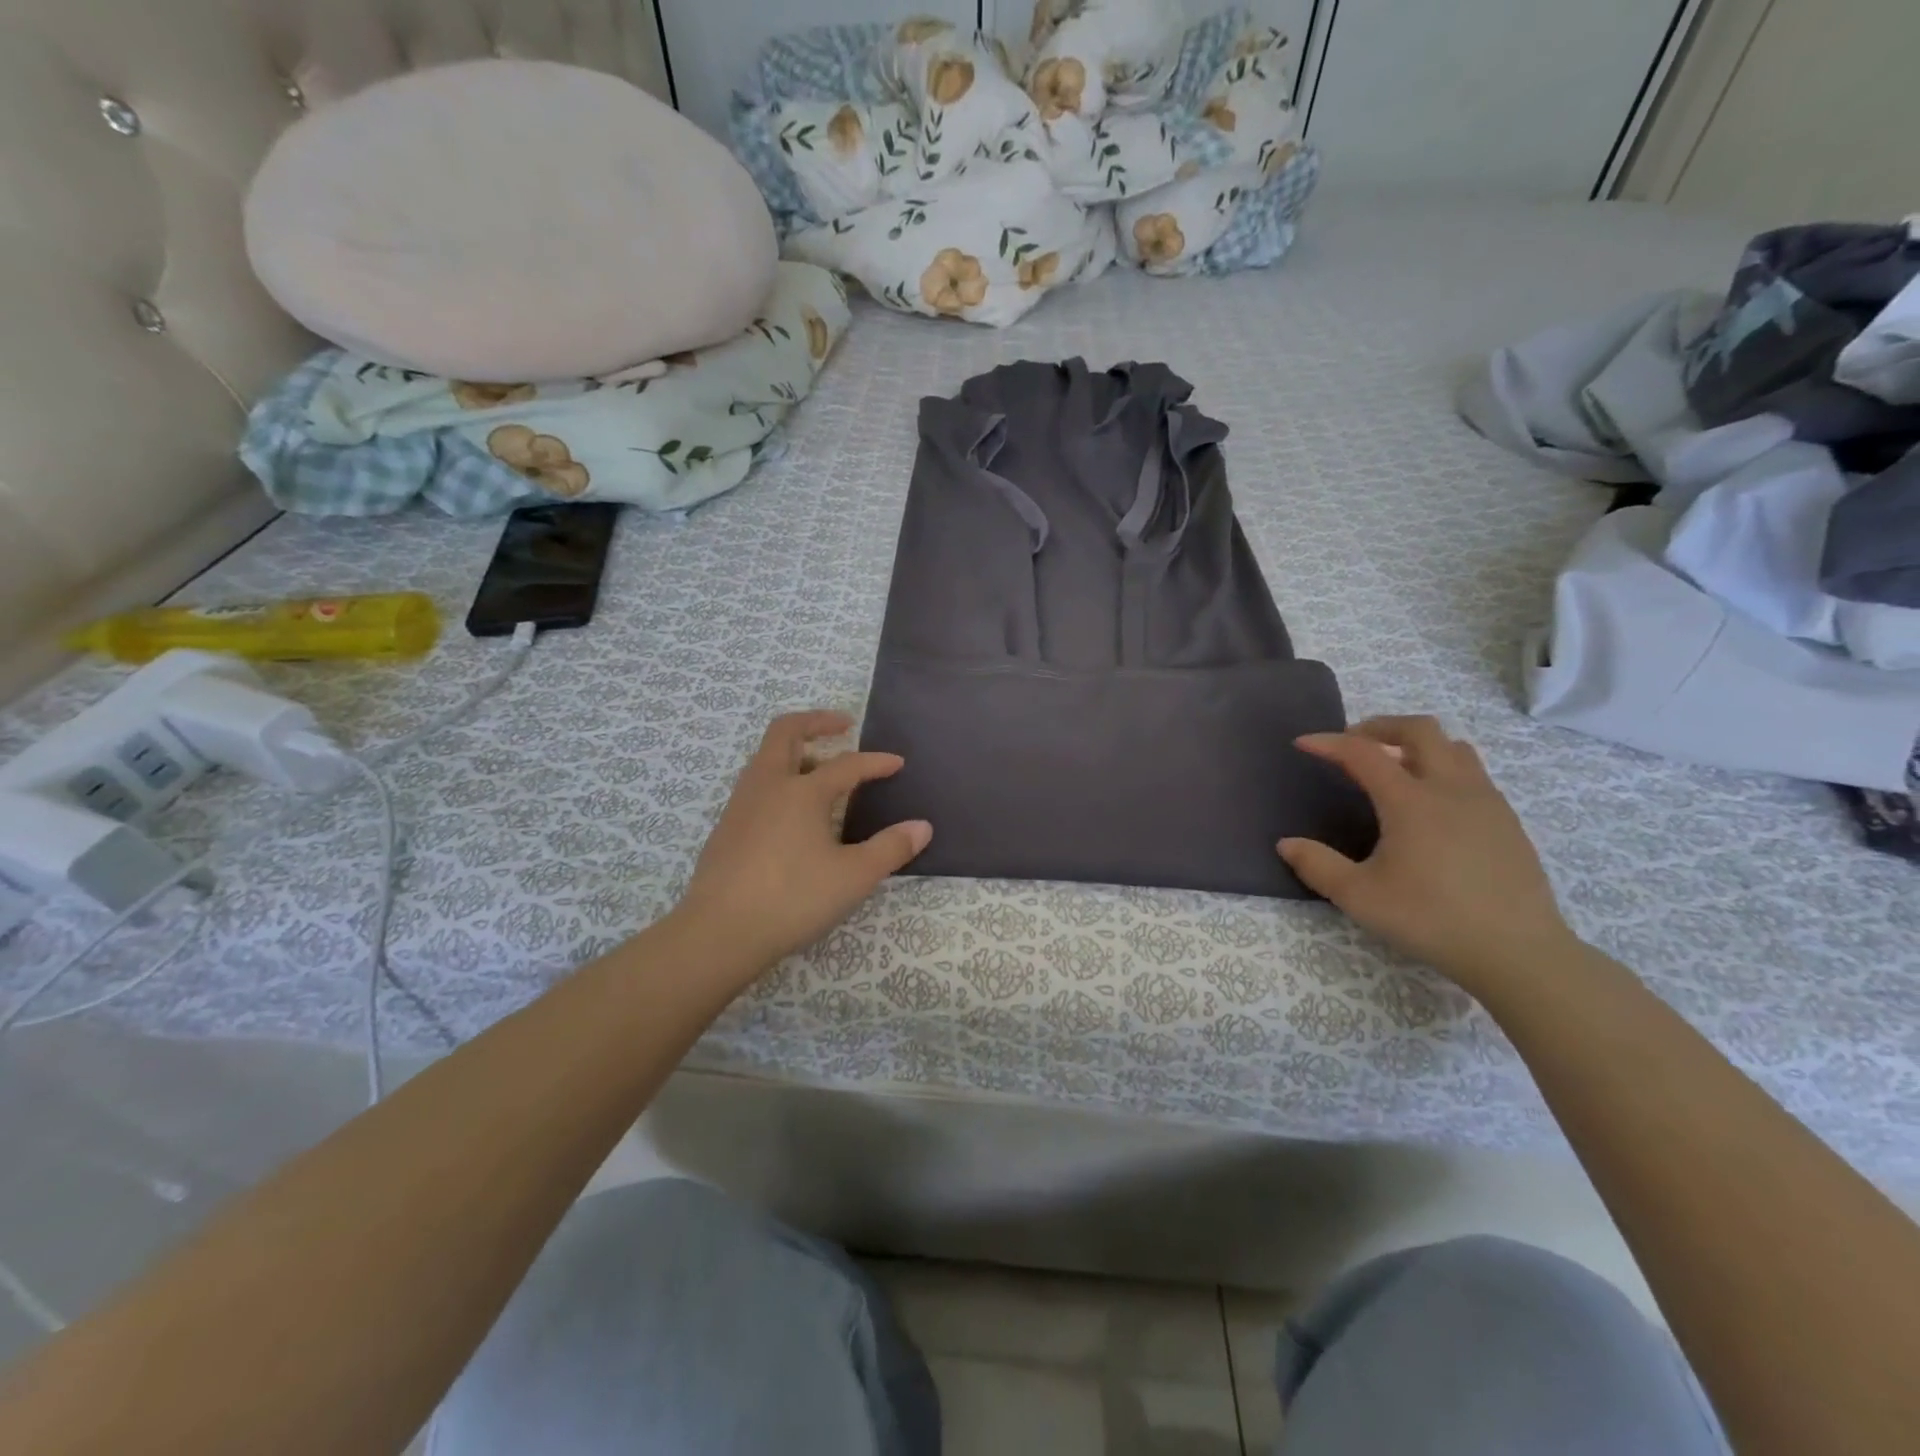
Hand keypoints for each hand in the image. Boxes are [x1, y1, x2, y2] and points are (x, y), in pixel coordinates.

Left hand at [675, 711, 931, 974]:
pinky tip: (792, 812)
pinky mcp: (726, 828)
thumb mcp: (854, 876)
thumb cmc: (793, 899)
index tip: (897, 763)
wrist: (719, 932)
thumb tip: (922, 826)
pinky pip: (756, 785)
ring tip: (820, 768)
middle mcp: (768, 786)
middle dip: (816, 722)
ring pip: (766, 758)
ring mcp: (741, 805)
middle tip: (843, 725)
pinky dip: (779, 778)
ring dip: (795, 751)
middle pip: (786, 732)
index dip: (876, 762)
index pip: (847, 765)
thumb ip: (890, 848)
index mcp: (802, 791)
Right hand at [1279, 716, 1577, 994]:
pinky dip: (1443, 769)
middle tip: (1353, 743)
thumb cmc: (1431, 919)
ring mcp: (1486, 802)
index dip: (1329, 742)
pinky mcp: (1507, 822)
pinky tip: (1432, 805)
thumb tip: (1286, 844)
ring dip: (1418, 745)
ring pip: (1453, 747)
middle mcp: (1451, 789)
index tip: (1303, 743)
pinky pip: (1474, 774)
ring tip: (1394, 767)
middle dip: (1380, 727)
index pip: (1363, 753)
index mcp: (1411, 801)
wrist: (1517, 952)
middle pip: (1419, 730)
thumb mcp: (1360, 897)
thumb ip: (1317, 865)